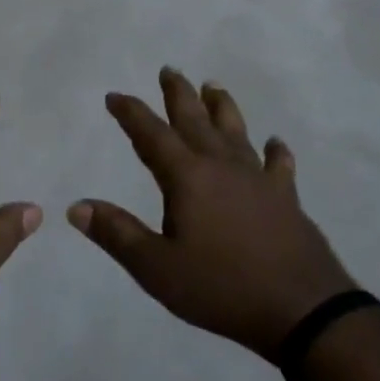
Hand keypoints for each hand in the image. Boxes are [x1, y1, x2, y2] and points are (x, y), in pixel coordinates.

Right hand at [68, 68, 355, 358]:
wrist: (303, 311)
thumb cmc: (222, 288)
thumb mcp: (157, 268)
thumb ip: (117, 233)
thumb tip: (76, 207)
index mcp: (187, 177)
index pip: (151, 135)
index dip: (131, 113)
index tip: (115, 96)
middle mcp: (222, 166)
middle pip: (195, 120)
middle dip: (178, 94)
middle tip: (169, 70)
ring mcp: (258, 180)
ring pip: (235, 132)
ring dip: (222, 108)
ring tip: (214, 86)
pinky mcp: (286, 199)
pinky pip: (278, 165)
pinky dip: (275, 152)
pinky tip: (275, 143)